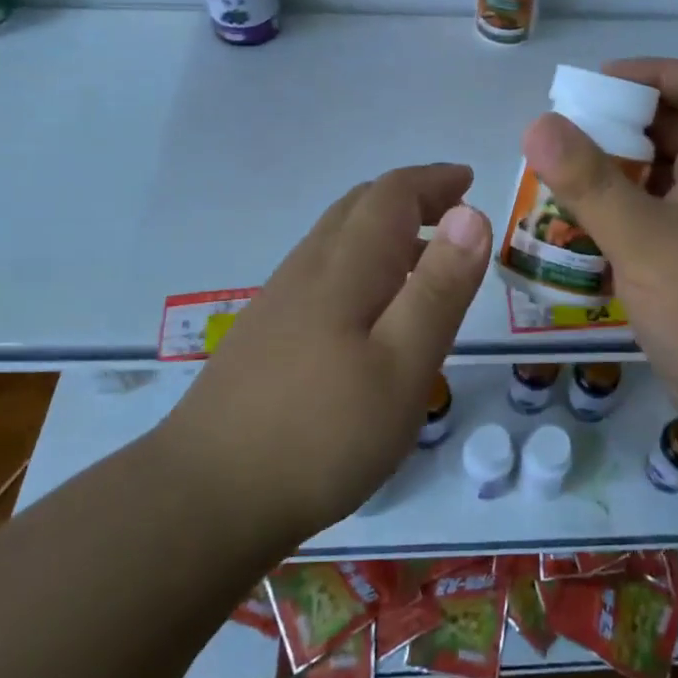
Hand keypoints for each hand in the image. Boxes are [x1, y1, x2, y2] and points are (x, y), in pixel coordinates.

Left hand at [160, 165, 491, 550]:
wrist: (205, 497)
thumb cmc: (321, 433)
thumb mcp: (402, 366)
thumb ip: (440, 289)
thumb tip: (472, 214)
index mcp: (346, 267)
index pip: (392, 194)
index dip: (434, 180)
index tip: (470, 180)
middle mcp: (308, 269)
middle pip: (360, 207)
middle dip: (412, 198)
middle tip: (455, 212)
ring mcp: (280, 301)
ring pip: (338, 239)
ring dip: (386, 230)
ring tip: (426, 259)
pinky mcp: (265, 334)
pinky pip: (323, 272)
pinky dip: (362, 262)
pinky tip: (372, 311)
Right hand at [521, 59, 677, 452]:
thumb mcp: (647, 240)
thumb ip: (590, 181)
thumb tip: (538, 123)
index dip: (651, 73)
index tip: (593, 90)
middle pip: (676, 131)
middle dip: (618, 130)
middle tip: (560, 144)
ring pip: (663, 183)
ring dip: (614, 180)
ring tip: (557, 190)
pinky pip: (659, 226)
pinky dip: (622, 224)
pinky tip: (581, 244)